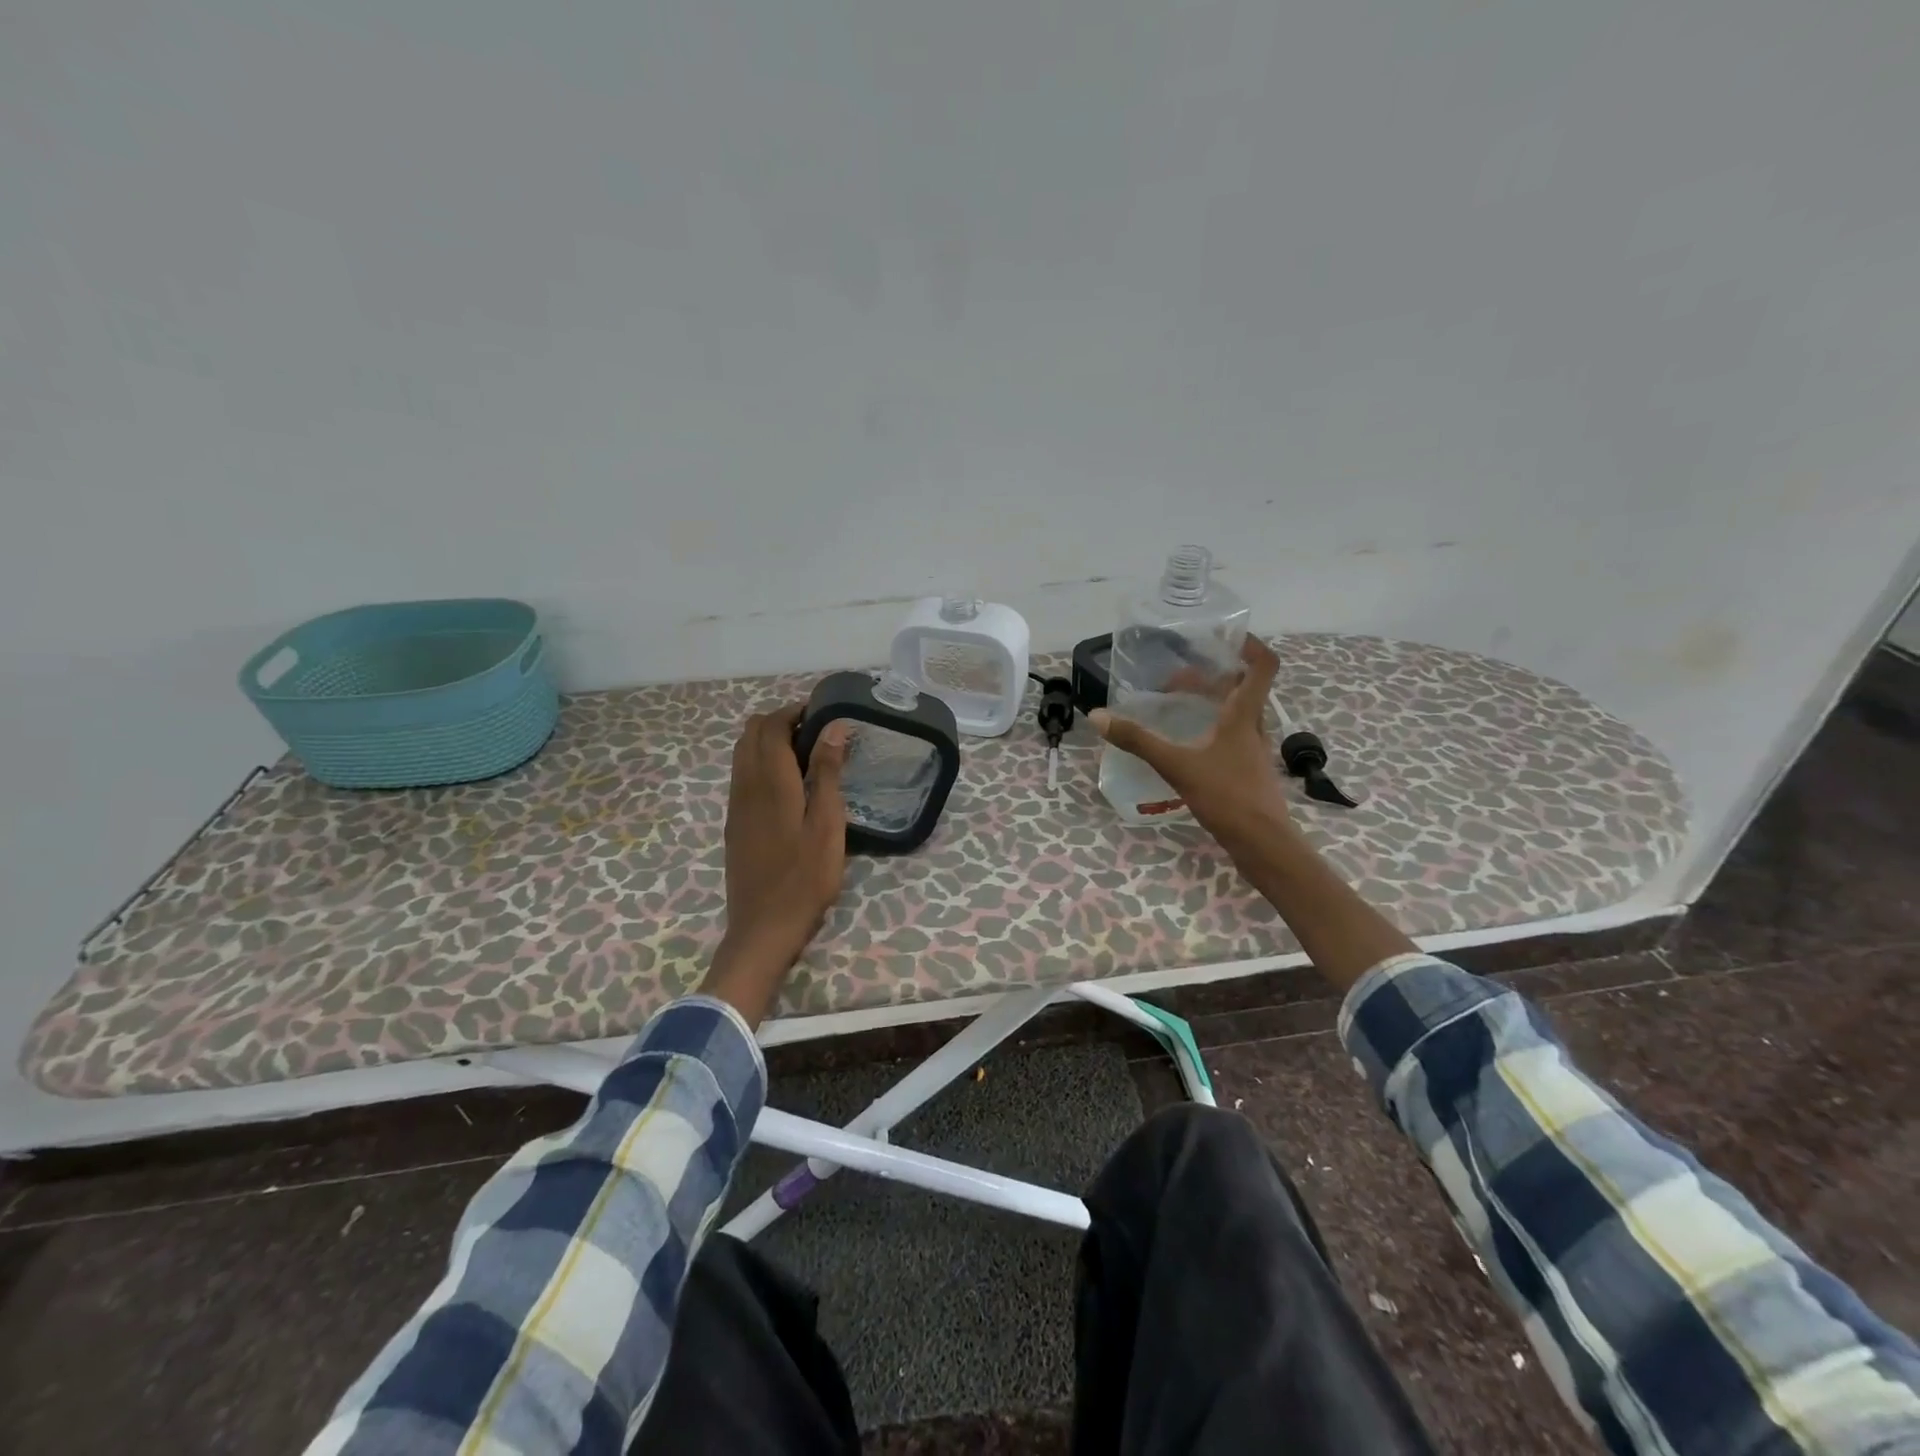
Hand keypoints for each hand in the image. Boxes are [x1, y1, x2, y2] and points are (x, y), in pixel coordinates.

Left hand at [703, 705, 849, 1024]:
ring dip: (768, 741)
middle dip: (779, 720)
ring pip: (742, 753)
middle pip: (750, 733)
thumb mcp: (827, 824)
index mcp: (769, 781)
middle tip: (816, 731)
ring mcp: (735, 806)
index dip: (794, 711)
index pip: (771, 726)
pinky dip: (761, 763)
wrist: (763, 928)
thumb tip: (834, 727)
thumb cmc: (805, 878)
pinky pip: (742, 776)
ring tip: (805, 753)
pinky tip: (788, 785)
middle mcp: (745, 786)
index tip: (822, 712)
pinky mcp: (735, 824)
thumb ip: (827, 773)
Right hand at [1088, 636, 1292, 841]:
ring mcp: (1252, 752)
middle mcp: (1253, 728)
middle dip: (1212, 676)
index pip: (1263, 667)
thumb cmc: (1227, 796)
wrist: (1263, 845)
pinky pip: (1230, 738)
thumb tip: (1098, 717)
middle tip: (1177, 677)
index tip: (1224, 637)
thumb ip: (1139, 741)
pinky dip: (1210, 729)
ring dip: (1212, 703)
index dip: (1250, 646)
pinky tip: (1187, 744)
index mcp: (1244, 716)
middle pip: (1243, 689)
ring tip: (1177, 704)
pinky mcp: (1247, 773)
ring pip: (1236, 715)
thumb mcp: (1177, 766)